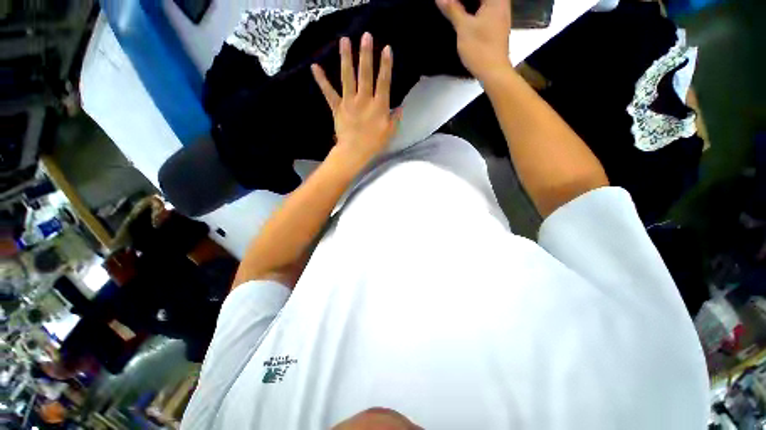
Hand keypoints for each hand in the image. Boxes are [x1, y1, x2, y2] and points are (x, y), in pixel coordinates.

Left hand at [311, 33, 401, 171]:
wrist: (354, 152)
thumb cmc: (374, 144)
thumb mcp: (390, 132)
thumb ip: (395, 119)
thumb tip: (400, 108)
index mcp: (379, 106)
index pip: (383, 82)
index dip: (385, 65)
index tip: (386, 48)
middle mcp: (364, 100)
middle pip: (365, 74)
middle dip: (366, 54)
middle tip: (365, 36)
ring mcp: (349, 102)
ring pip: (348, 77)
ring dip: (346, 58)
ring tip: (344, 40)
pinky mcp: (337, 107)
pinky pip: (329, 92)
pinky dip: (321, 80)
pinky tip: (315, 67)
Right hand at [436, 0, 511, 82]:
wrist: (493, 71)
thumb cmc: (480, 49)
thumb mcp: (463, 28)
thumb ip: (452, 10)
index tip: (447, 3)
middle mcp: (501, 4)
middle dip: (462, 1)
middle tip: (449, 5)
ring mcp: (500, 16)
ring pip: (482, 4)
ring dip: (467, 6)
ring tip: (453, 8)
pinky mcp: (496, 27)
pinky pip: (484, 12)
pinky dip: (473, 12)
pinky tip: (462, 17)